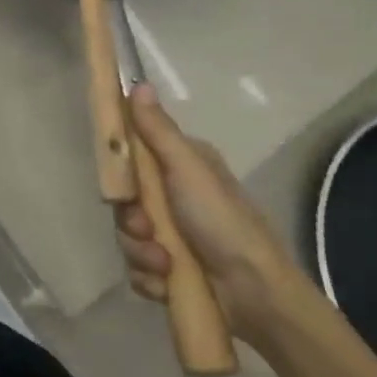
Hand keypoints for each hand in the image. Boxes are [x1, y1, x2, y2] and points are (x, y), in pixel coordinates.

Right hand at [113, 84, 303, 338]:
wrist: (256, 294)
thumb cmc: (223, 222)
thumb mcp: (188, 169)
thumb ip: (158, 131)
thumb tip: (139, 82)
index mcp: (182, 167)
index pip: (134, 157)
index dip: (121, 171)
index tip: (120, 185)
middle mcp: (176, 197)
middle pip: (125, 202)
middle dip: (131, 221)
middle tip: (146, 229)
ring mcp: (173, 236)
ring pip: (128, 237)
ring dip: (141, 253)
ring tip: (165, 265)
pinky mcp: (171, 271)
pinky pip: (138, 269)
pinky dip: (150, 278)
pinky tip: (166, 283)